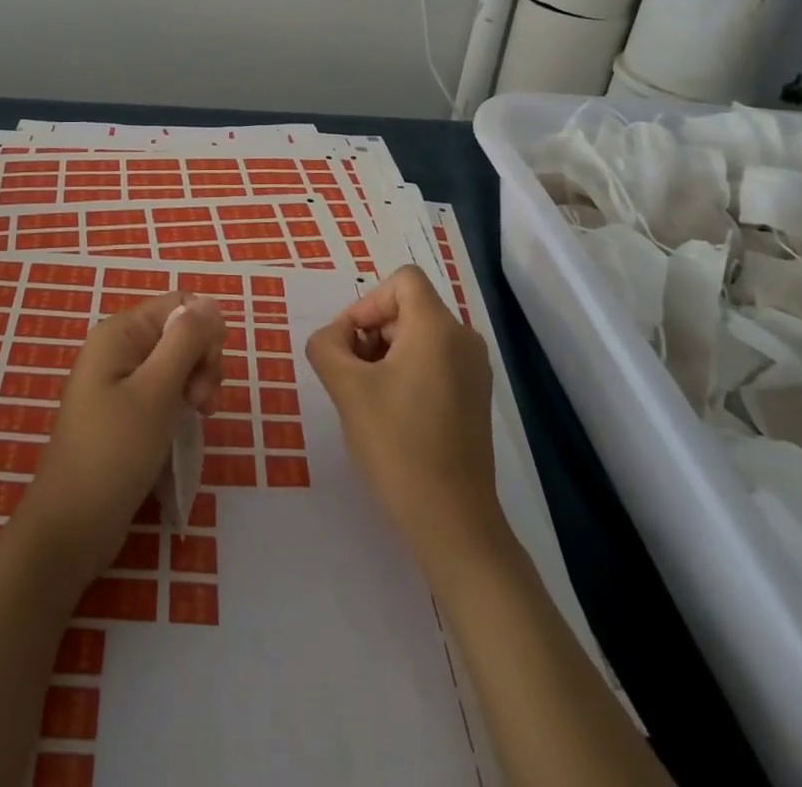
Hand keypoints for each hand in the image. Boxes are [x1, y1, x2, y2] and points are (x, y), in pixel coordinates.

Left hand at [18, 292, 225, 573]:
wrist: (72, 526)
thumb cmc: (114, 453)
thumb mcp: (157, 391)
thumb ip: (186, 341)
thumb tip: (211, 302)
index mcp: (120, 332)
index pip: (180, 305)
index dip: (204, 333)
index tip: (209, 373)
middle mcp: (119, 347)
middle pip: (180, 332)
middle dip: (202, 361)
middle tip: (202, 404)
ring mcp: (120, 379)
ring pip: (177, 362)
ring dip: (196, 384)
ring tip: (197, 417)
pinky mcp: (125, 409)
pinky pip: (164, 387)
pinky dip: (181, 401)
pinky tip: (186, 423)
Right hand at [306, 265, 502, 565]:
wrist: (452, 521)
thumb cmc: (397, 444)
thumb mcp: (346, 388)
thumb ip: (327, 345)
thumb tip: (335, 338)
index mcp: (438, 328)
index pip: (402, 280)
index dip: (367, 302)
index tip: (350, 344)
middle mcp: (463, 339)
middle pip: (408, 307)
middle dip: (371, 331)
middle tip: (349, 374)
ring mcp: (474, 370)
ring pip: (418, 335)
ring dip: (384, 353)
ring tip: (366, 396)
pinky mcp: (474, 397)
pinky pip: (434, 361)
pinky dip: (406, 371)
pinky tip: (390, 412)